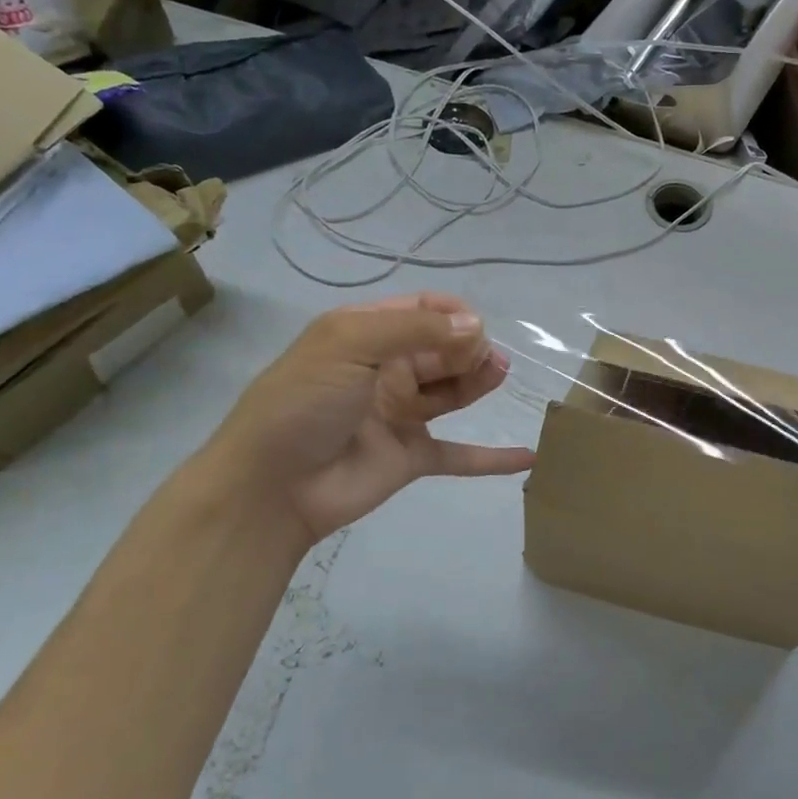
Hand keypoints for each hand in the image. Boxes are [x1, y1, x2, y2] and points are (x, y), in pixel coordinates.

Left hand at [199, 293, 533, 544]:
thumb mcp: (349, 345)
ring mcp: (400, 416)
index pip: (422, 311)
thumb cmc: (304, 403)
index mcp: (365, 336)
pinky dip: (492, 458)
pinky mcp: (411, 458)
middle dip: (471, 347)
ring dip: (481, 382)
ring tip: (500, 377)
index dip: (454, 314)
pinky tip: (527, 455)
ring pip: (453, 392)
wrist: (270, 487)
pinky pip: (459, 455)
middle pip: (443, 349)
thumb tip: (476, 326)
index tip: (475, 327)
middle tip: (488, 359)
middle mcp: (386, 371)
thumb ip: (415, 330)